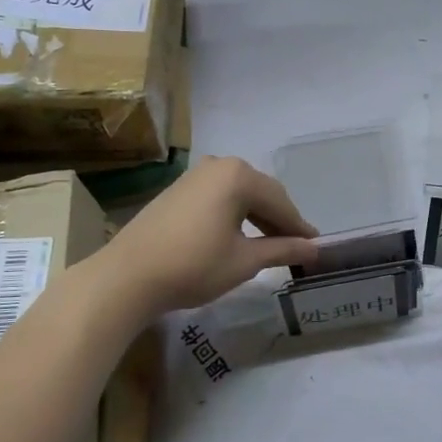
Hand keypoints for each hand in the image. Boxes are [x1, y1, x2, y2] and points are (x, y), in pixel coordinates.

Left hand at [96, 157, 319, 317]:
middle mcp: (219, 165)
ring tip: (270, 245)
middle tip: (295, 247)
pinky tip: (239, 236)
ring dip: (257, 217)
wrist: (127, 276)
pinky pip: (219, 197)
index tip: (315, 247)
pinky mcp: (178, 189)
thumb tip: (315, 249)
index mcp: (238, 176)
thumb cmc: (193, 266)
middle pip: (261, 193)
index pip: (280, 202)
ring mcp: (195, 175)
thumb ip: (283, 250)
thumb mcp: (245, 261)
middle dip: (279, 220)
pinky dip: (235, 214)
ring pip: (240, 194)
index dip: (299, 227)